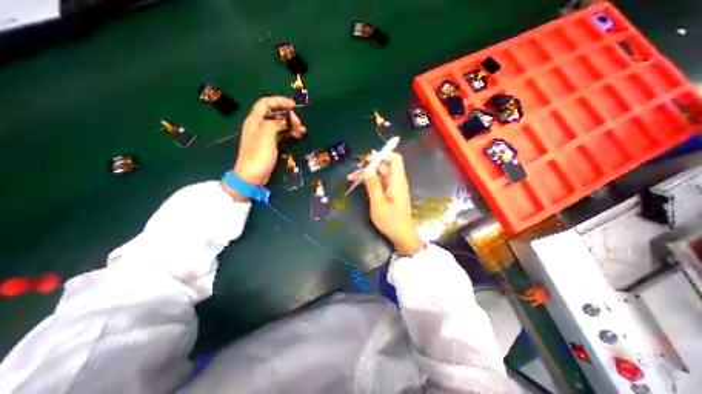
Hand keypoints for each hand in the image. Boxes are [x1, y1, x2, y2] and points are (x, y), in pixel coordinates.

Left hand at [224, 95, 304, 199]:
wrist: (251, 177)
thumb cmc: (258, 156)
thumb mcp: (266, 137)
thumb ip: (274, 124)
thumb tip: (283, 120)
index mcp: (255, 121)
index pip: (266, 103)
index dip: (279, 101)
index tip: (293, 105)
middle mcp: (258, 125)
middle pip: (274, 113)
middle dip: (288, 116)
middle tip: (299, 124)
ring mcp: (263, 135)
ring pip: (279, 124)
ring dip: (290, 125)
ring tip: (302, 131)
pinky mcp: (268, 144)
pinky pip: (280, 133)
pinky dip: (288, 133)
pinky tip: (296, 136)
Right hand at [347, 152, 423, 255]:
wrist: (401, 235)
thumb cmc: (391, 220)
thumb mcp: (378, 202)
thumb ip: (373, 184)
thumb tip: (367, 169)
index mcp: (397, 180)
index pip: (394, 159)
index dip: (383, 155)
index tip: (368, 159)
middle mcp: (396, 181)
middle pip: (384, 166)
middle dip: (369, 166)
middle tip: (354, 173)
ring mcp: (393, 187)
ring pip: (380, 174)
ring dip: (367, 175)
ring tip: (352, 178)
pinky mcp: (389, 193)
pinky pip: (380, 183)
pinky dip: (370, 182)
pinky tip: (360, 184)